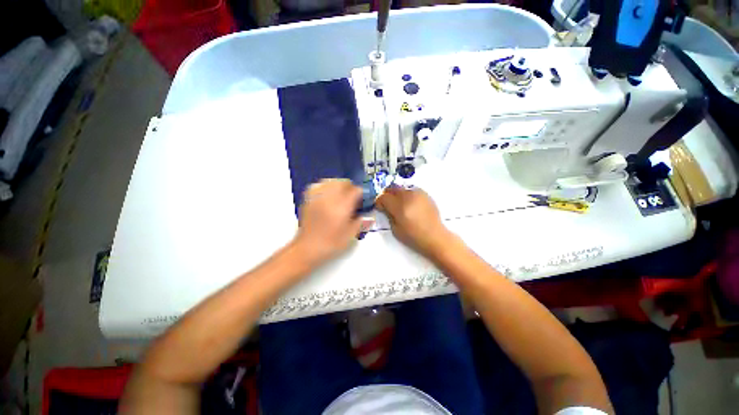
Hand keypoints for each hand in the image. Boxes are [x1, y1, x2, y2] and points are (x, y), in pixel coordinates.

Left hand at [294, 179, 372, 266]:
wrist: (308, 248)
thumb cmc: (331, 244)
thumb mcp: (350, 235)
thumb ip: (361, 222)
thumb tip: (369, 215)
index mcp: (342, 208)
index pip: (355, 191)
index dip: (361, 193)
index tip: (363, 199)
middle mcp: (329, 199)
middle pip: (342, 182)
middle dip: (350, 187)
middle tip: (352, 197)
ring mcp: (317, 198)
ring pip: (330, 181)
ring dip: (338, 185)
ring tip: (340, 194)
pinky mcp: (308, 200)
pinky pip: (317, 185)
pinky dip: (325, 186)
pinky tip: (327, 194)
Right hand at [375, 185, 450, 256]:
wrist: (435, 236)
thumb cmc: (414, 237)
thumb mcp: (395, 229)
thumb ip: (388, 215)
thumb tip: (384, 207)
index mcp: (400, 207)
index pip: (383, 197)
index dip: (379, 201)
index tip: (379, 207)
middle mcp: (408, 197)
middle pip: (392, 188)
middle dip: (387, 195)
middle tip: (387, 203)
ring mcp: (418, 194)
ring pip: (402, 188)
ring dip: (397, 194)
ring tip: (399, 204)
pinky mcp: (425, 194)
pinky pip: (412, 190)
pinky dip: (407, 194)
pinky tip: (409, 204)